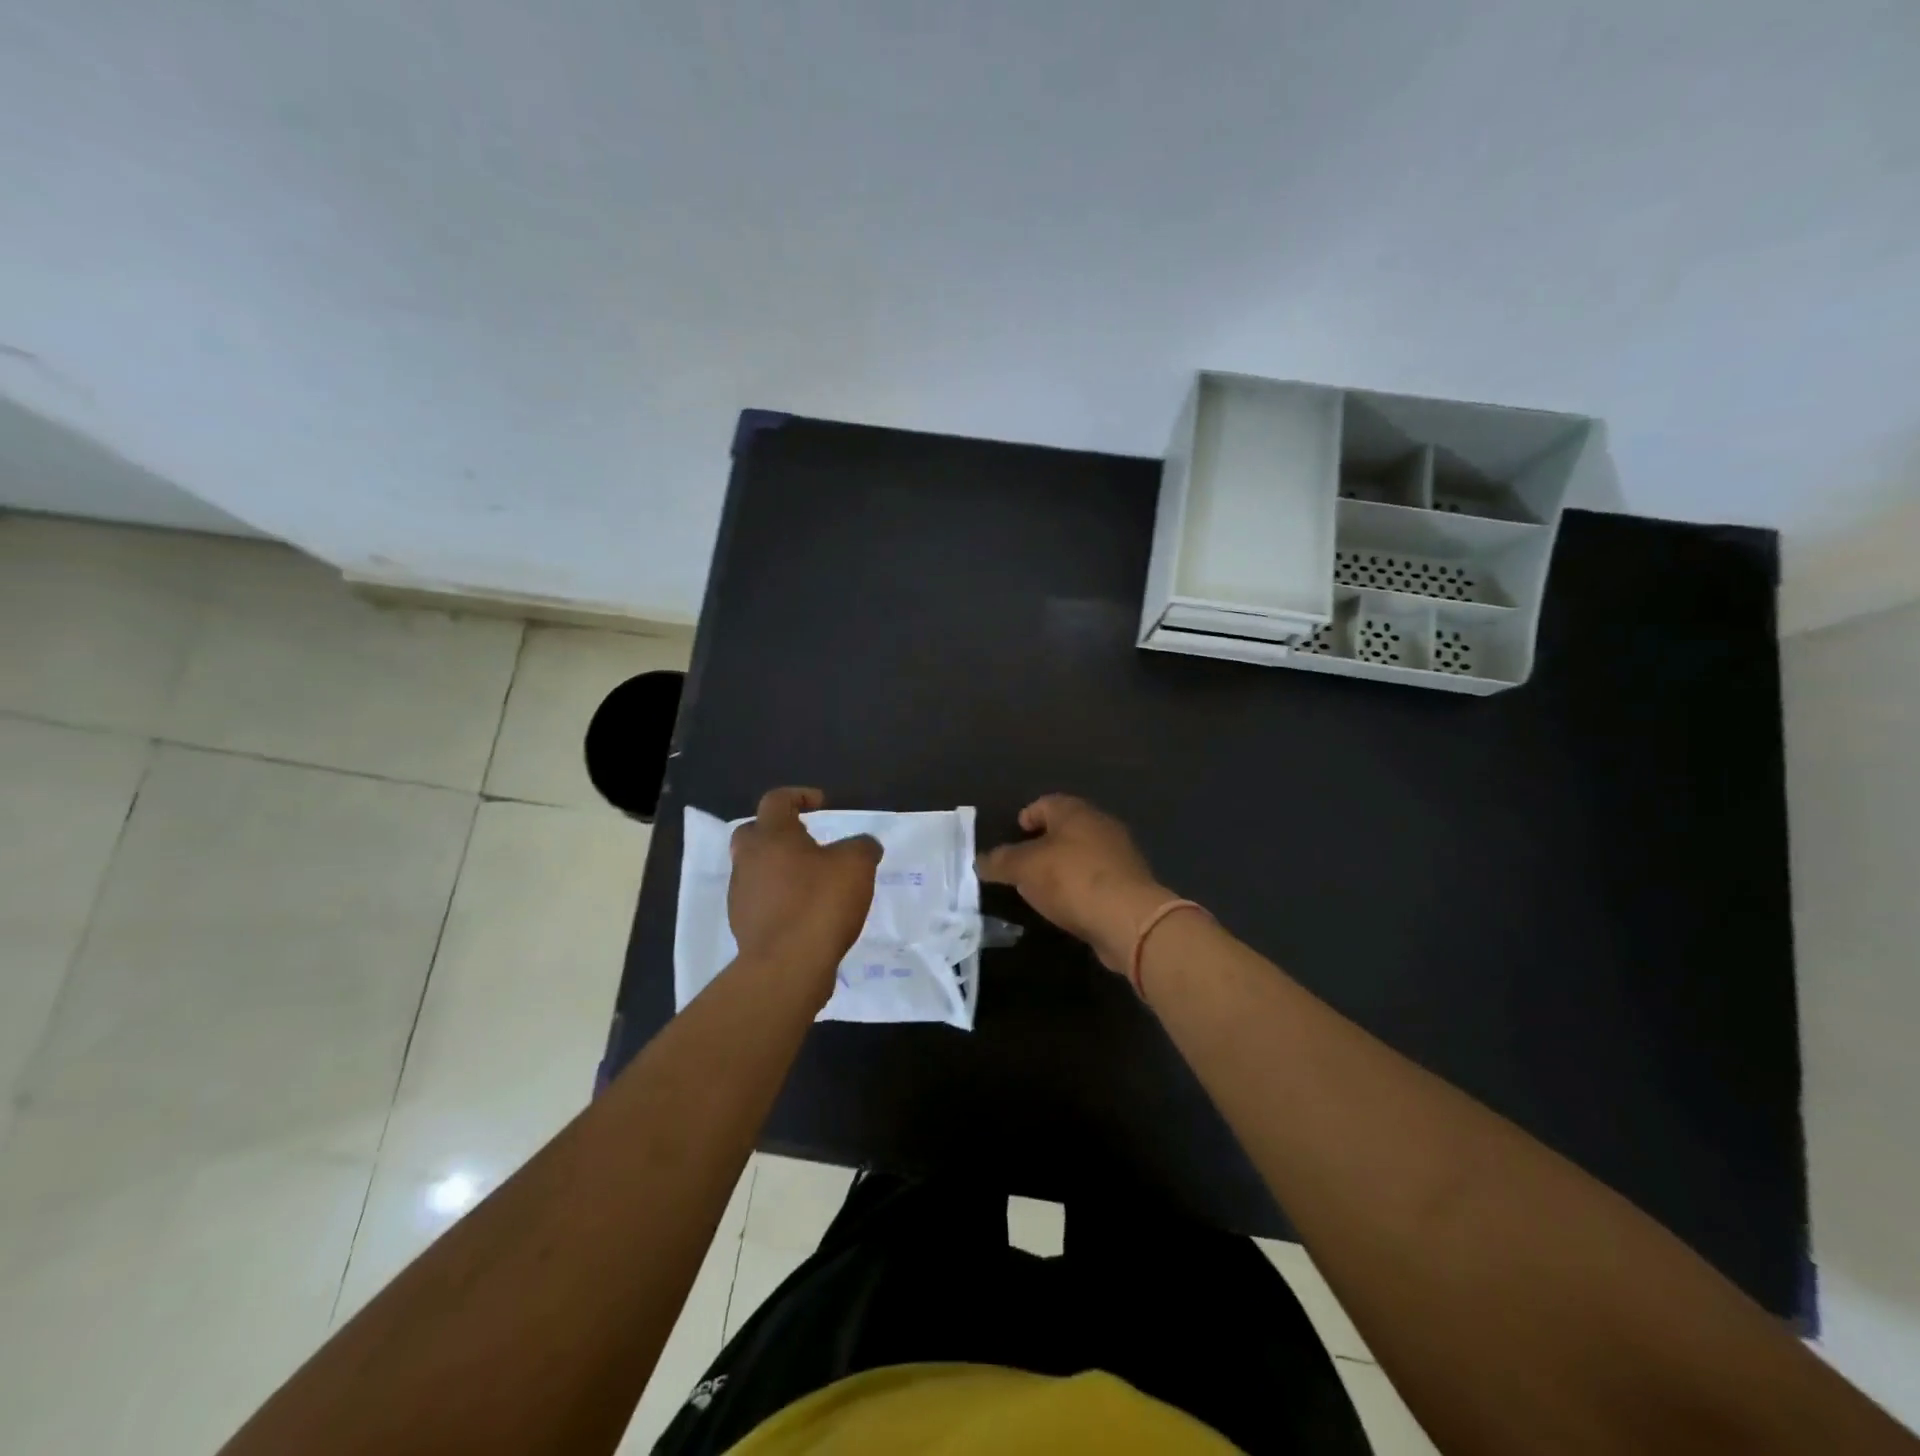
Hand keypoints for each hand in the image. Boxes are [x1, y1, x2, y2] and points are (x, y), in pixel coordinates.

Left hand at [729, 788, 880, 986]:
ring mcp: (741, 894)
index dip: (799, 796)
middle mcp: (748, 859)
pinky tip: (804, 912)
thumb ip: (863, 846)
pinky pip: (760, 900)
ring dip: (778, 867)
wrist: (786, 967)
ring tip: (811, 881)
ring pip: (755, 868)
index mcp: (772, 836)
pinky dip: (779, 898)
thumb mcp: (857, 865)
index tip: (821, 805)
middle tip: (806, 841)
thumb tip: (864, 846)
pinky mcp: (743, 925)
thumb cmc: (819, 904)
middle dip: (778, 832)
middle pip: (754, 832)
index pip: (776, 800)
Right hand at [977, 794, 1172, 973]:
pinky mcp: (1130, 884)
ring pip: (1083, 853)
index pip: (1046, 802)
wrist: (1129, 919)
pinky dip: (1080, 887)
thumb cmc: (1072, 879)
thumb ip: (1000, 862)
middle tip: (1023, 862)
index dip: (1027, 815)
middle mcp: (1101, 825)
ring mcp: (1120, 855)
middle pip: (1066, 827)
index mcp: (1075, 812)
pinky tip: (1068, 905)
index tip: (1015, 833)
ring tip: (1042, 887)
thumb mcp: (1024, 868)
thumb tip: (980, 860)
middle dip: (1045, 842)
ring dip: (1064, 866)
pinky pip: (1097, 878)